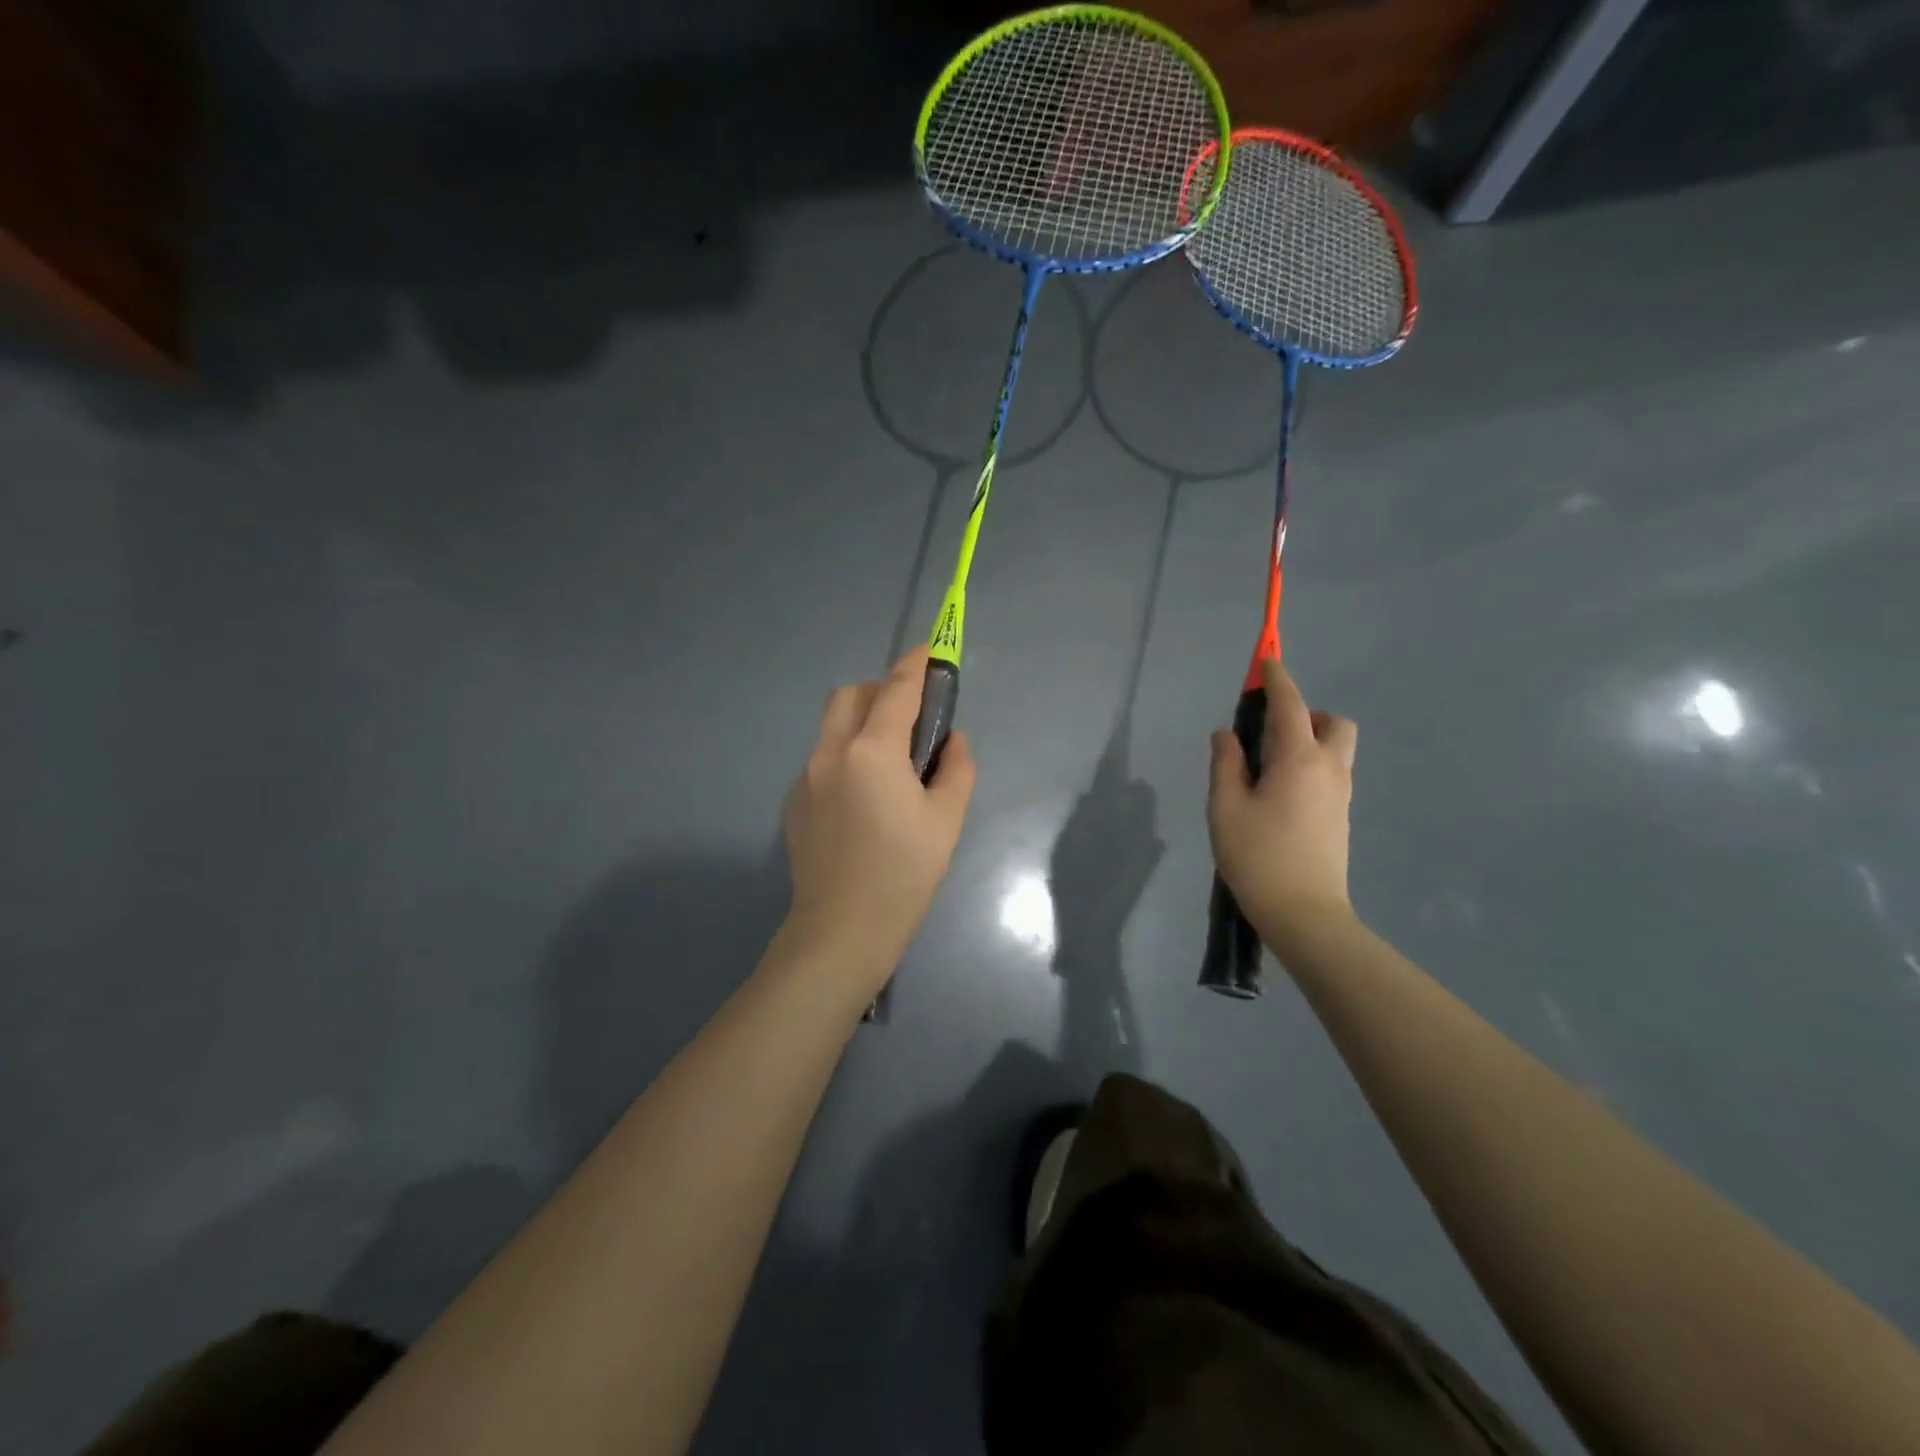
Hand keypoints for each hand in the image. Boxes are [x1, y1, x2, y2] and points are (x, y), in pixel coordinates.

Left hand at [781, 647, 976, 988]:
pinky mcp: (794, 802)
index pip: (897, 689)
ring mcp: (806, 776)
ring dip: (861, 722)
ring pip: (832, 725)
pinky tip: (864, 799)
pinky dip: (846, 755)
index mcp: (872, 751)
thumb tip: (952, 741)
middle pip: (851, 694)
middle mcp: (831, 752)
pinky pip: (823, 758)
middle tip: (911, 720)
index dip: (917, 664)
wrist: (841, 930)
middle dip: (881, 691)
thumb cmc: (903, 874)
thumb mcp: (946, 820)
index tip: (932, 649)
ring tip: (890, 762)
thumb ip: (956, 768)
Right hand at [1207, 658, 1358, 947]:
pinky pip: (1330, 772)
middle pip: (1333, 723)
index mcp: (1299, 759)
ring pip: (1335, 749)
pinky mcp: (1340, 816)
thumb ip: (1226, 764)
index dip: (1277, 679)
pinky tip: (1278, 793)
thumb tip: (1226, 735)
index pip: (1290, 705)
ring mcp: (1340, 794)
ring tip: (1267, 766)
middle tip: (1269, 732)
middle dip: (1306, 714)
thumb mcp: (1226, 808)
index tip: (1266, 661)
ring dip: (1309, 740)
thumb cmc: (1258, 857)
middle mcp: (1329, 769)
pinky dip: (1310, 765)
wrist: (1305, 914)